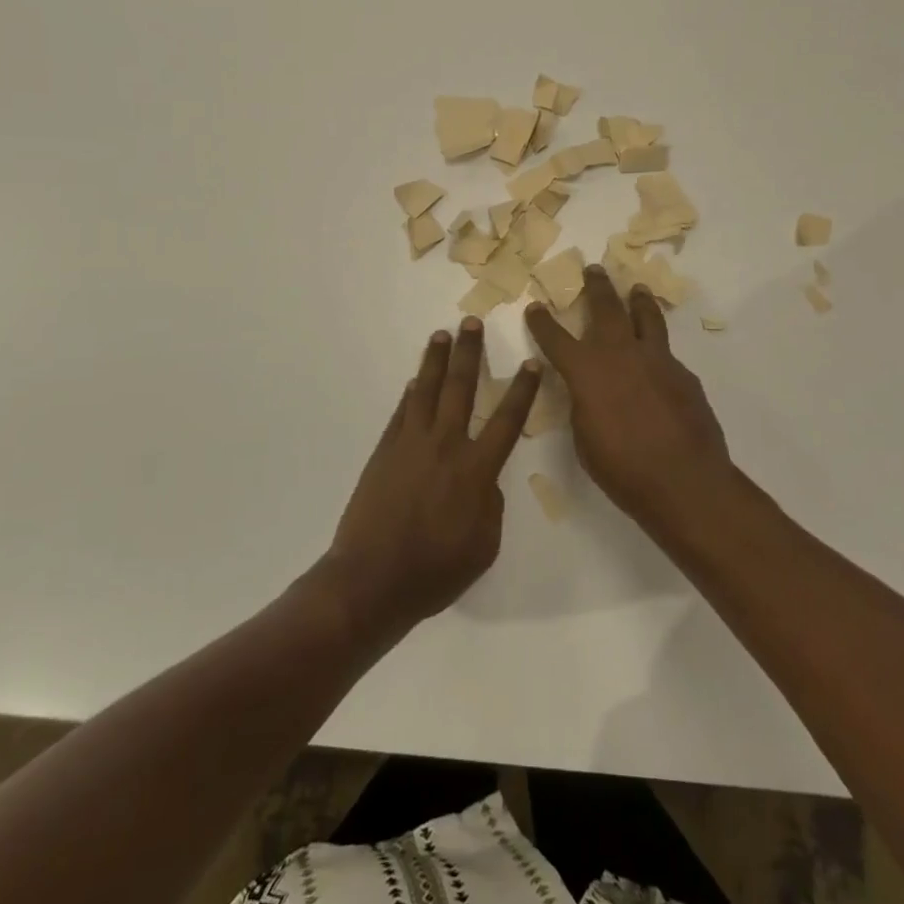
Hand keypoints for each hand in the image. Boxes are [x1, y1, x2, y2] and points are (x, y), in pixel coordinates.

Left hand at [323, 319, 541, 635]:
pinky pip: (401, 413)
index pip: (507, 420)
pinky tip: (415, 381)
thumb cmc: (436, 571)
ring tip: (441, 335)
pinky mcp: (385, 452)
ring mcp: (410, 445)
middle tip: (472, 322)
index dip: (522, 390)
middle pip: (461, 389)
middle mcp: (445, 446)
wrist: (372, 580)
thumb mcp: (484, 545)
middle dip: (470, 353)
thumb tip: (484, 481)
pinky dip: (410, 394)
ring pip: (427, 391)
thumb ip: (490, 505)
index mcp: (476, 470)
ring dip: (435, 361)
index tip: (531, 362)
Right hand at [524, 265, 737, 525]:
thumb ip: (583, 404)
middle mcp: (620, 354)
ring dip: (637, 300)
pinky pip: (666, 351)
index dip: (542, 322)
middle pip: (606, 308)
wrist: (684, 480)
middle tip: (593, 269)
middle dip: (596, 287)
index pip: (556, 338)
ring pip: (646, 317)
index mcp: (587, 371)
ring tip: (636, 288)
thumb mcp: (585, 438)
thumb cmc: (622, 469)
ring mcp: (656, 359)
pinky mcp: (683, 373)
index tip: (535, 307)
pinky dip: (656, 345)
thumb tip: (587, 389)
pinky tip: (656, 357)